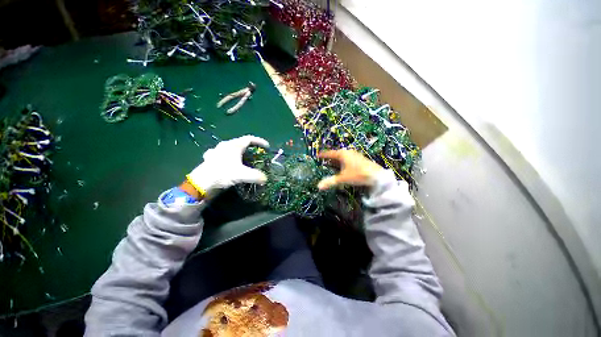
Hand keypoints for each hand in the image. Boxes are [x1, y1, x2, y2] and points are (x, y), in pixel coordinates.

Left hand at [186, 135, 269, 194]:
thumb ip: (256, 176)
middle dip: (250, 147)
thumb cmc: (223, 174)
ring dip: (238, 151)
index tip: (267, 147)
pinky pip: (220, 153)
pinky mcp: (210, 158)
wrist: (201, 182)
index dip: (259, 141)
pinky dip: (227, 156)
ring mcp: (216, 151)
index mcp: (234, 146)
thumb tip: (265, 179)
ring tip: (243, 158)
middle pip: (240, 142)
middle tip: (256, 154)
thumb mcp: (242, 175)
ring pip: (230, 147)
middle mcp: (225, 145)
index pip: (249, 139)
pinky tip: (226, 161)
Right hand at [317, 150, 384, 189]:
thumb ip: (330, 181)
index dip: (323, 155)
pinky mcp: (360, 159)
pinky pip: (348, 159)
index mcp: (342, 154)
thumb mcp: (343, 178)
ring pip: (343, 157)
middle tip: (323, 161)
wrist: (377, 176)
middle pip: (336, 154)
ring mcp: (355, 155)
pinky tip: (343, 167)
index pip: (330, 153)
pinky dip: (343, 162)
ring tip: (331, 164)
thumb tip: (318, 186)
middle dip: (330, 158)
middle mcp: (348, 153)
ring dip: (336, 161)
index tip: (317, 155)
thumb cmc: (358, 174)